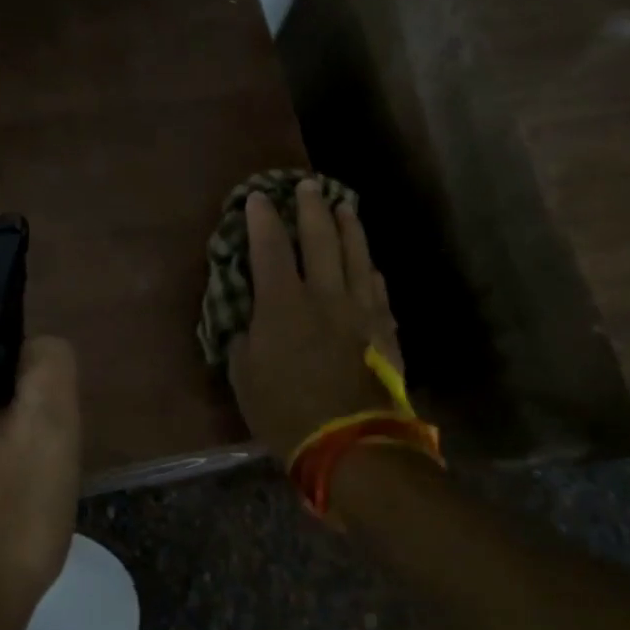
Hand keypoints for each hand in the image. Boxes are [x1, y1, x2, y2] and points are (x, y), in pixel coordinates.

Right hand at [227, 180, 402, 464]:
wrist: (350, 444)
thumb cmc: (285, 411)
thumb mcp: (244, 375)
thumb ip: (244, 338)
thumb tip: (248, 319)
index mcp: (283, 303)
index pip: (270, 247)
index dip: (262, 219)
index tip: (258, 197)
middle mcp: (325, 295)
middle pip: (320, 238)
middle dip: (311, 207)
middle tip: (308, 185)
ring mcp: (361, 310)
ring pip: (357, 255)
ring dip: (349, 227)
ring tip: (344, 206)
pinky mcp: (385, 330)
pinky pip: (378, 289)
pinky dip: (370, 270)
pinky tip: (369, 265)